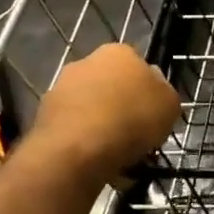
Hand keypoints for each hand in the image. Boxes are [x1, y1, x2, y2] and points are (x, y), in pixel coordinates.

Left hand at [30, 43, 180, 176]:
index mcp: (119, 52)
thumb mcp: (170, 105)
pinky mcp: (43, 115)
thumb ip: (163, 91)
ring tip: (116, 153)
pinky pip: (73, 127)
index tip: (153, 112)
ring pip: (90, 106)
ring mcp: (61, 87)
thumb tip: (153, 87)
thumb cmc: (132, 119)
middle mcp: (86, 62)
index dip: (148, 89)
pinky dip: (83, 140)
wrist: (77, 150)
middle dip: (121, 105)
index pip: (138, 65)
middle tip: (136, 132)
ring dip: (101, 123)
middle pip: (111, 84)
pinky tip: (95, 160)